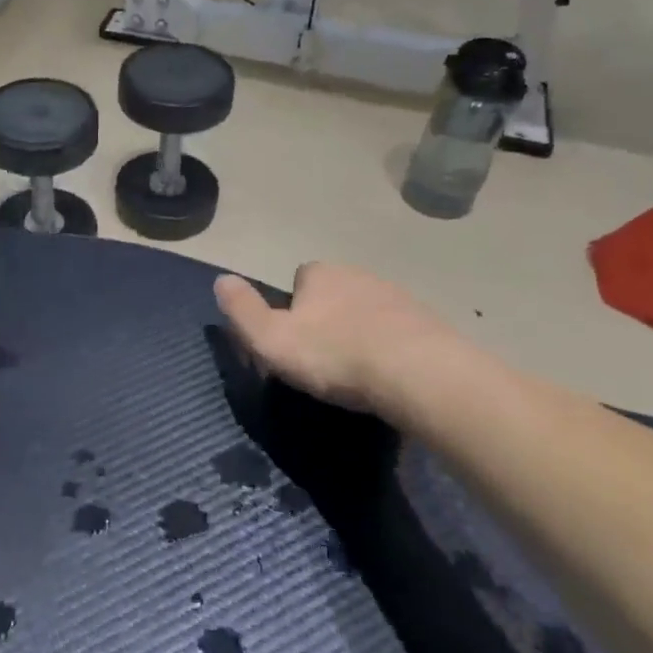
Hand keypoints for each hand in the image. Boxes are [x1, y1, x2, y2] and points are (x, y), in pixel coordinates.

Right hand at [214, 262, 499, 427]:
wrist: (420, 375)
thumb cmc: (335, 355)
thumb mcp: (271, 339)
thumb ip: (242, 310)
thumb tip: (221, 280)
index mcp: (321, 274)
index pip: (300, 279)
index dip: (293, 308)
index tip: (295, 340)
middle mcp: (360, 275)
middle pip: (335, 294)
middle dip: (328, 319)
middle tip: (324, 360)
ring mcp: (399, 298)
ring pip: (369, 313)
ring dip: (361, 334)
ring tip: (358, 374)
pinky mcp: (431, 325)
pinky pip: (400, 334)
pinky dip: (392, 350)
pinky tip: (390, 379)